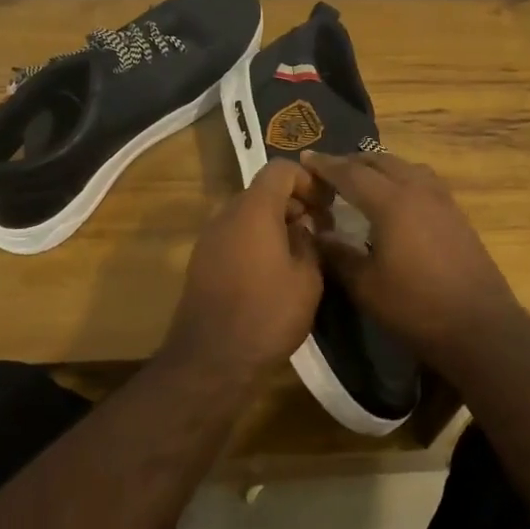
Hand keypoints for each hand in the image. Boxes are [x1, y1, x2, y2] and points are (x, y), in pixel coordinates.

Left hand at [165, 159, 324, 384]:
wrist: (211, 359)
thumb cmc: (267, 313)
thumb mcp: (307, 278)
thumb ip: (310, 242)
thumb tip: (304, 229)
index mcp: (254, 209)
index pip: (281, 169)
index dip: (308, 180)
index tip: (327, 205)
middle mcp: (227, 214)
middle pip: (263, 191)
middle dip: (294, 203)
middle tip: (320, 229)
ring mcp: (210, 238)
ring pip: (248, 214)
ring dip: (275, 223)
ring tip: (300, 252)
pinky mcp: (202, 261)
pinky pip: (235, 235)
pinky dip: (256, 240)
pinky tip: (274, 271)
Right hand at [299, 150, 520, 354]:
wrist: (480, 326)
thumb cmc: (416, 307)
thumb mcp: (366, 286)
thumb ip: (338, 255)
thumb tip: (315, 233)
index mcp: (391, 202)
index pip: (351, 173)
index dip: (325, 165)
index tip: (304, 157)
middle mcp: (417, 189)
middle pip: (380, 161)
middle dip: (351, 161)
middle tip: (328, 170)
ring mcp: (441, 199)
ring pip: (404, 166)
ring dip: (379, 166)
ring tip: (361, 179)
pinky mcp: (456, 213)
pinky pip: (421, 179)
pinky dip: (400, 177)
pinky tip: (395, 198)